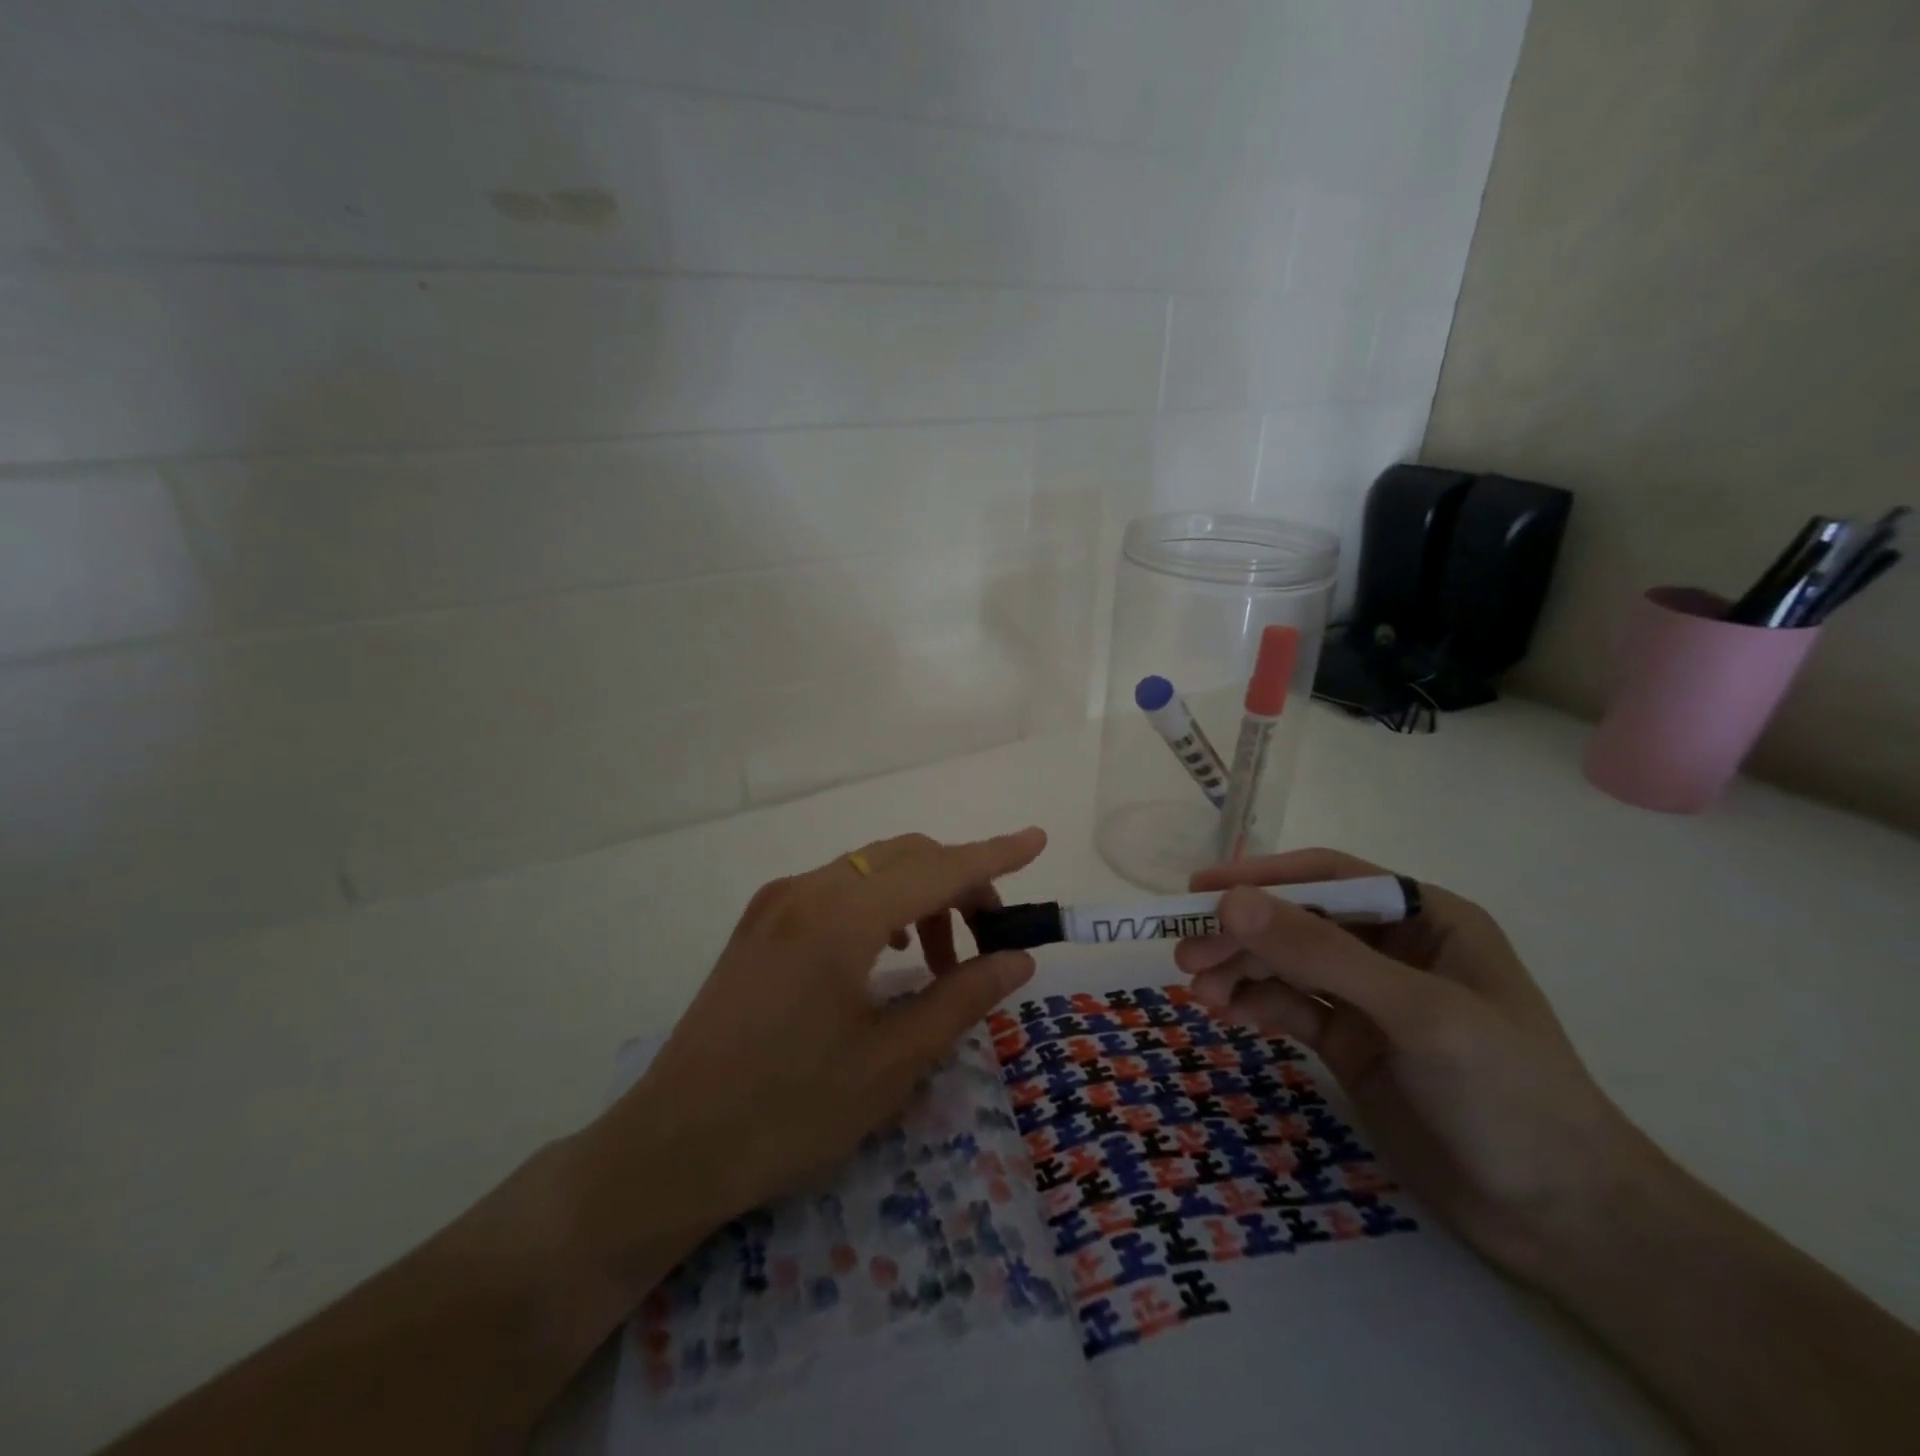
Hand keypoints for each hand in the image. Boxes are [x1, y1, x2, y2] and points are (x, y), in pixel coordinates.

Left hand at [590, 827, 1046, 1238]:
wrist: (672, 1146)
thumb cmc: (790, 1113)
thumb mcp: (892, 1062)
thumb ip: (962, 998)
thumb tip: (1017, 957)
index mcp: (841, 918)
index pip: (937, 867)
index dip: (994, 854)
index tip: (1038, 840)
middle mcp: (807, 890)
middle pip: (906, 856)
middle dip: (960, 881)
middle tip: (991, 939)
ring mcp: (777, 901)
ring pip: (871, 868)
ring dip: (920, 895)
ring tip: (941, 962)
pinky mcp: (760, 920)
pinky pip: (838, 886)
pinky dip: (881, 903)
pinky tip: (888, 952)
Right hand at [1176, 848, 1652, 1279]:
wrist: (1563, 1223)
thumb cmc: (1508, 1095)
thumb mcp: (1417, 1014)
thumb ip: (1322, 954)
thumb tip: (1231, 902)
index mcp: (1425, 918)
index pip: (1329, 878)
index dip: (1262, 879)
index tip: (1200, 892)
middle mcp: (1393, 949)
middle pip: (1298, 922)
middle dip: (1242, 935)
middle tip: (1184, 955)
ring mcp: (1369, 999)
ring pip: (1287, 965)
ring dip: (1239, 971)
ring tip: (1195, 989)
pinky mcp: (1352, 1044)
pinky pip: (1290, 1008)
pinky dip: (1254, 1005)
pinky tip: (1222, 1012)